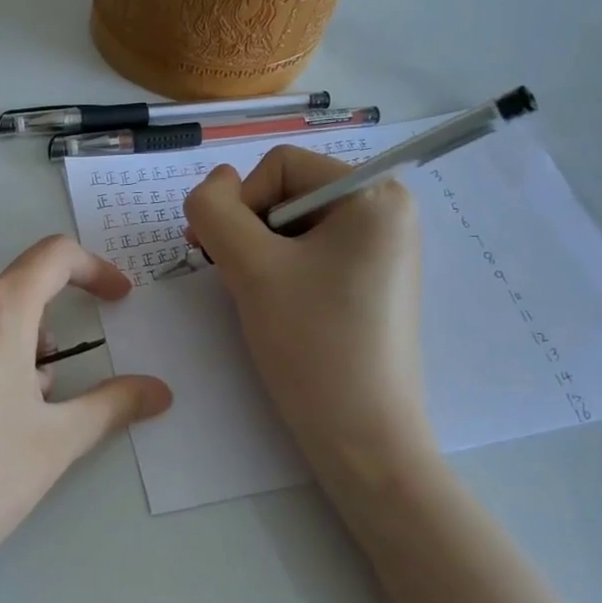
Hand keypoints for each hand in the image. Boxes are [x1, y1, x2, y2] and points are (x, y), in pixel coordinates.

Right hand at [182, 146, 430, 481]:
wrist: (362, 436)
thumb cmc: (312, 344)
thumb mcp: (250, 267)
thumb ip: (215, 210)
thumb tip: (214, 182)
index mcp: (373, 193)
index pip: (279, 165)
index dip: (242, 204)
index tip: (231, 258)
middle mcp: (387, 209)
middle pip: (286, 191)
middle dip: (250, 231)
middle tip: (239, 279)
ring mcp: (382, 246)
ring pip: (292, 224)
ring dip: (260, 253)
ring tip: (259, 298)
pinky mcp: (371, 279)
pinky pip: (311, 251)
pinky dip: (281, 270)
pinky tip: (280, 307)